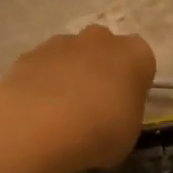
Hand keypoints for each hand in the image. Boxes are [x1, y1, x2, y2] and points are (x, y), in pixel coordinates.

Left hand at [0, 25, 156, 172]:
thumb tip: (111, 114)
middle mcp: (101, 39)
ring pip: (72, 56)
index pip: (142, 62)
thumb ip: (124, 115)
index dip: (133, 85)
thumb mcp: (128, 133)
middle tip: (94, 107)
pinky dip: (42, 84)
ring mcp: (62, 42)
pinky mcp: (30, 54)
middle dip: (101, 72)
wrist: (40, 125)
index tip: (125, 108)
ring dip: (69, 76)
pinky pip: (43, 68)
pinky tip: (36, 112)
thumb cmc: (100, 130)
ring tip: (60, 114)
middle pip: (105, 51)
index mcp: (135, 54)